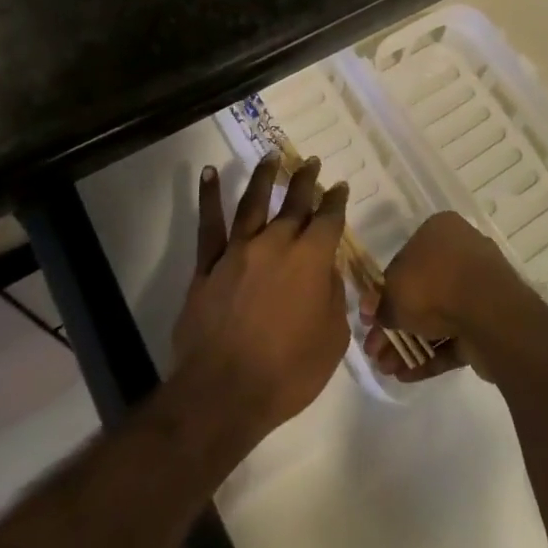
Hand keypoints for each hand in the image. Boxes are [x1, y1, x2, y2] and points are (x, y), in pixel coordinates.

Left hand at [172, 153, 348, 443]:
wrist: (224, 392)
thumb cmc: (288, 373)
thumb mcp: (331, 339)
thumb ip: (333, 297)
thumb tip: (327, 270)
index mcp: (311, 260)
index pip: (328, 220)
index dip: (336, 201)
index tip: (339, 187)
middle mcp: (276, 244)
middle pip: (294, 203)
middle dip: (305, 180)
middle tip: (312, 162)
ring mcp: (239, 250)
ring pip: (254, 202)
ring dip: (265, 176)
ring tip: (272, 155)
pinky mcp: (208, 264)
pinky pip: (209, 224)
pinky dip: (209, 195)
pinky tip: (209, 172)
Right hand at [362, 211, 527, 383]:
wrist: (489, 314)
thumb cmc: (434, 286)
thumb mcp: (394, 293)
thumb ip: (379, 304)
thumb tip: (370, 313)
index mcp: (440, 232)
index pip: (404, 261)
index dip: (384, 293)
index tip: (371, 319)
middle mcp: (461, 254)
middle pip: (420, 292)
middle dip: (396, 326)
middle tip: (374, 351)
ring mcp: (479, 290)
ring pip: (437, 318)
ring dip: (410, 344)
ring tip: (386, 369)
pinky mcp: (489, 322)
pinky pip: (455, 337)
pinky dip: (432, 355)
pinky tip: (406, 375)